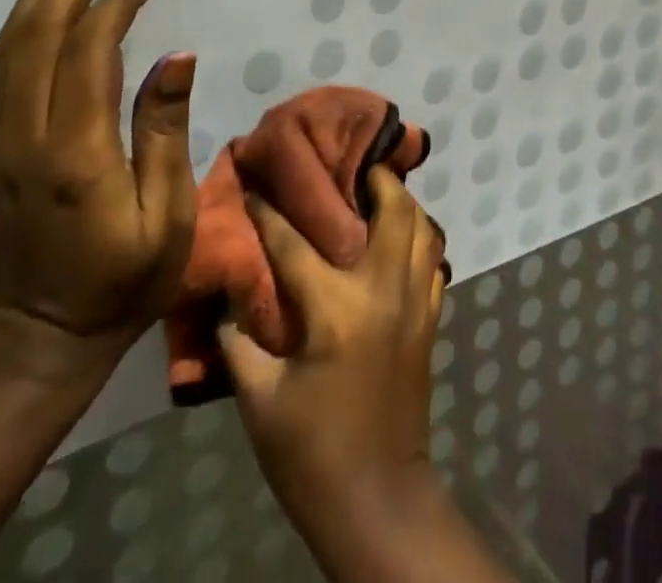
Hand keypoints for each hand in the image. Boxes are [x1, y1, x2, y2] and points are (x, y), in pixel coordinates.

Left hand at [0, 0, 196, 384]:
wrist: (33, 343)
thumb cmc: (121, 282)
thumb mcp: (168, 215)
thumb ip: (166, 131)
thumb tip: (177, 55)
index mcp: (75, 154)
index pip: (89, 52)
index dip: (116, 4)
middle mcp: (23, 138)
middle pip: (38, 35)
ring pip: (8, 46)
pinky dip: (17, 25)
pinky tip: (36, 1)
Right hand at [221, 167, 446, 530]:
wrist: (377, 498)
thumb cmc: (311, 452)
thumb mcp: (259, 400)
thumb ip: (239, 340)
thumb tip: (228, 292)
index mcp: (336, 308)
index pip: (296, 242)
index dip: (269, 209)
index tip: (254, 178)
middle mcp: (383, 289)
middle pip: (392, 207)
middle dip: (372, 176)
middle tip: (347, 163)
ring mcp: (415, 300)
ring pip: (422, 225)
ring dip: (402, 200)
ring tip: (375, 190)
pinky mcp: (430, 317)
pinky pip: (433, 258)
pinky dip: (420, 236)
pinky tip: (399, 236)